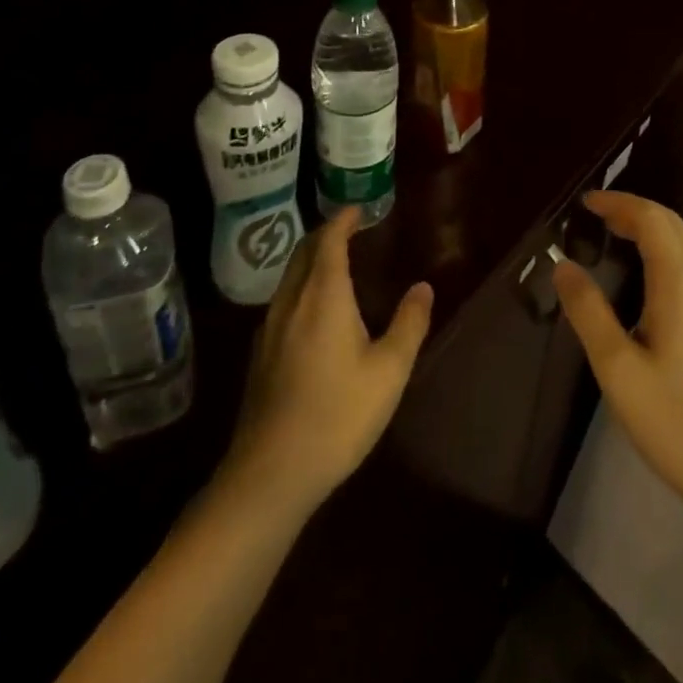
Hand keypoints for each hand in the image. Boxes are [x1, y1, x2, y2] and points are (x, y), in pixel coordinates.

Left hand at [221, 208, 433, 514]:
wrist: (270, 473)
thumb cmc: (337, 415)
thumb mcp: (389, 371)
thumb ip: (409, 324)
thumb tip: (424, 287)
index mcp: (323, 295)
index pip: (329, 240)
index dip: (343, 220)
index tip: (357, 209)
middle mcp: (291, 301)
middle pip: (304, 252)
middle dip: (325, 234)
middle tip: (348, 229)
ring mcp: (269, 328)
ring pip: (289, 276)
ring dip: (311, 260)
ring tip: (334, 264)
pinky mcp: (258, 354)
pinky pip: (282, 300)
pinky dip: (300, 286)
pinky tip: (312, 311)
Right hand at [553, 191, 682, 527]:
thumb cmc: (678, 422)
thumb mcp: (618, 370)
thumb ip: (588, 312)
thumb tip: (563, 266)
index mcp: (682, 282)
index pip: (651, 218)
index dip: (619, 203)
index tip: (586, 203)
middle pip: (673, 224)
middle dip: (635, 212)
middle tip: (598, 217)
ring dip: (655, 230)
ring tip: (619, 238)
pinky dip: (671, 252)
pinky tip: (654, 278)